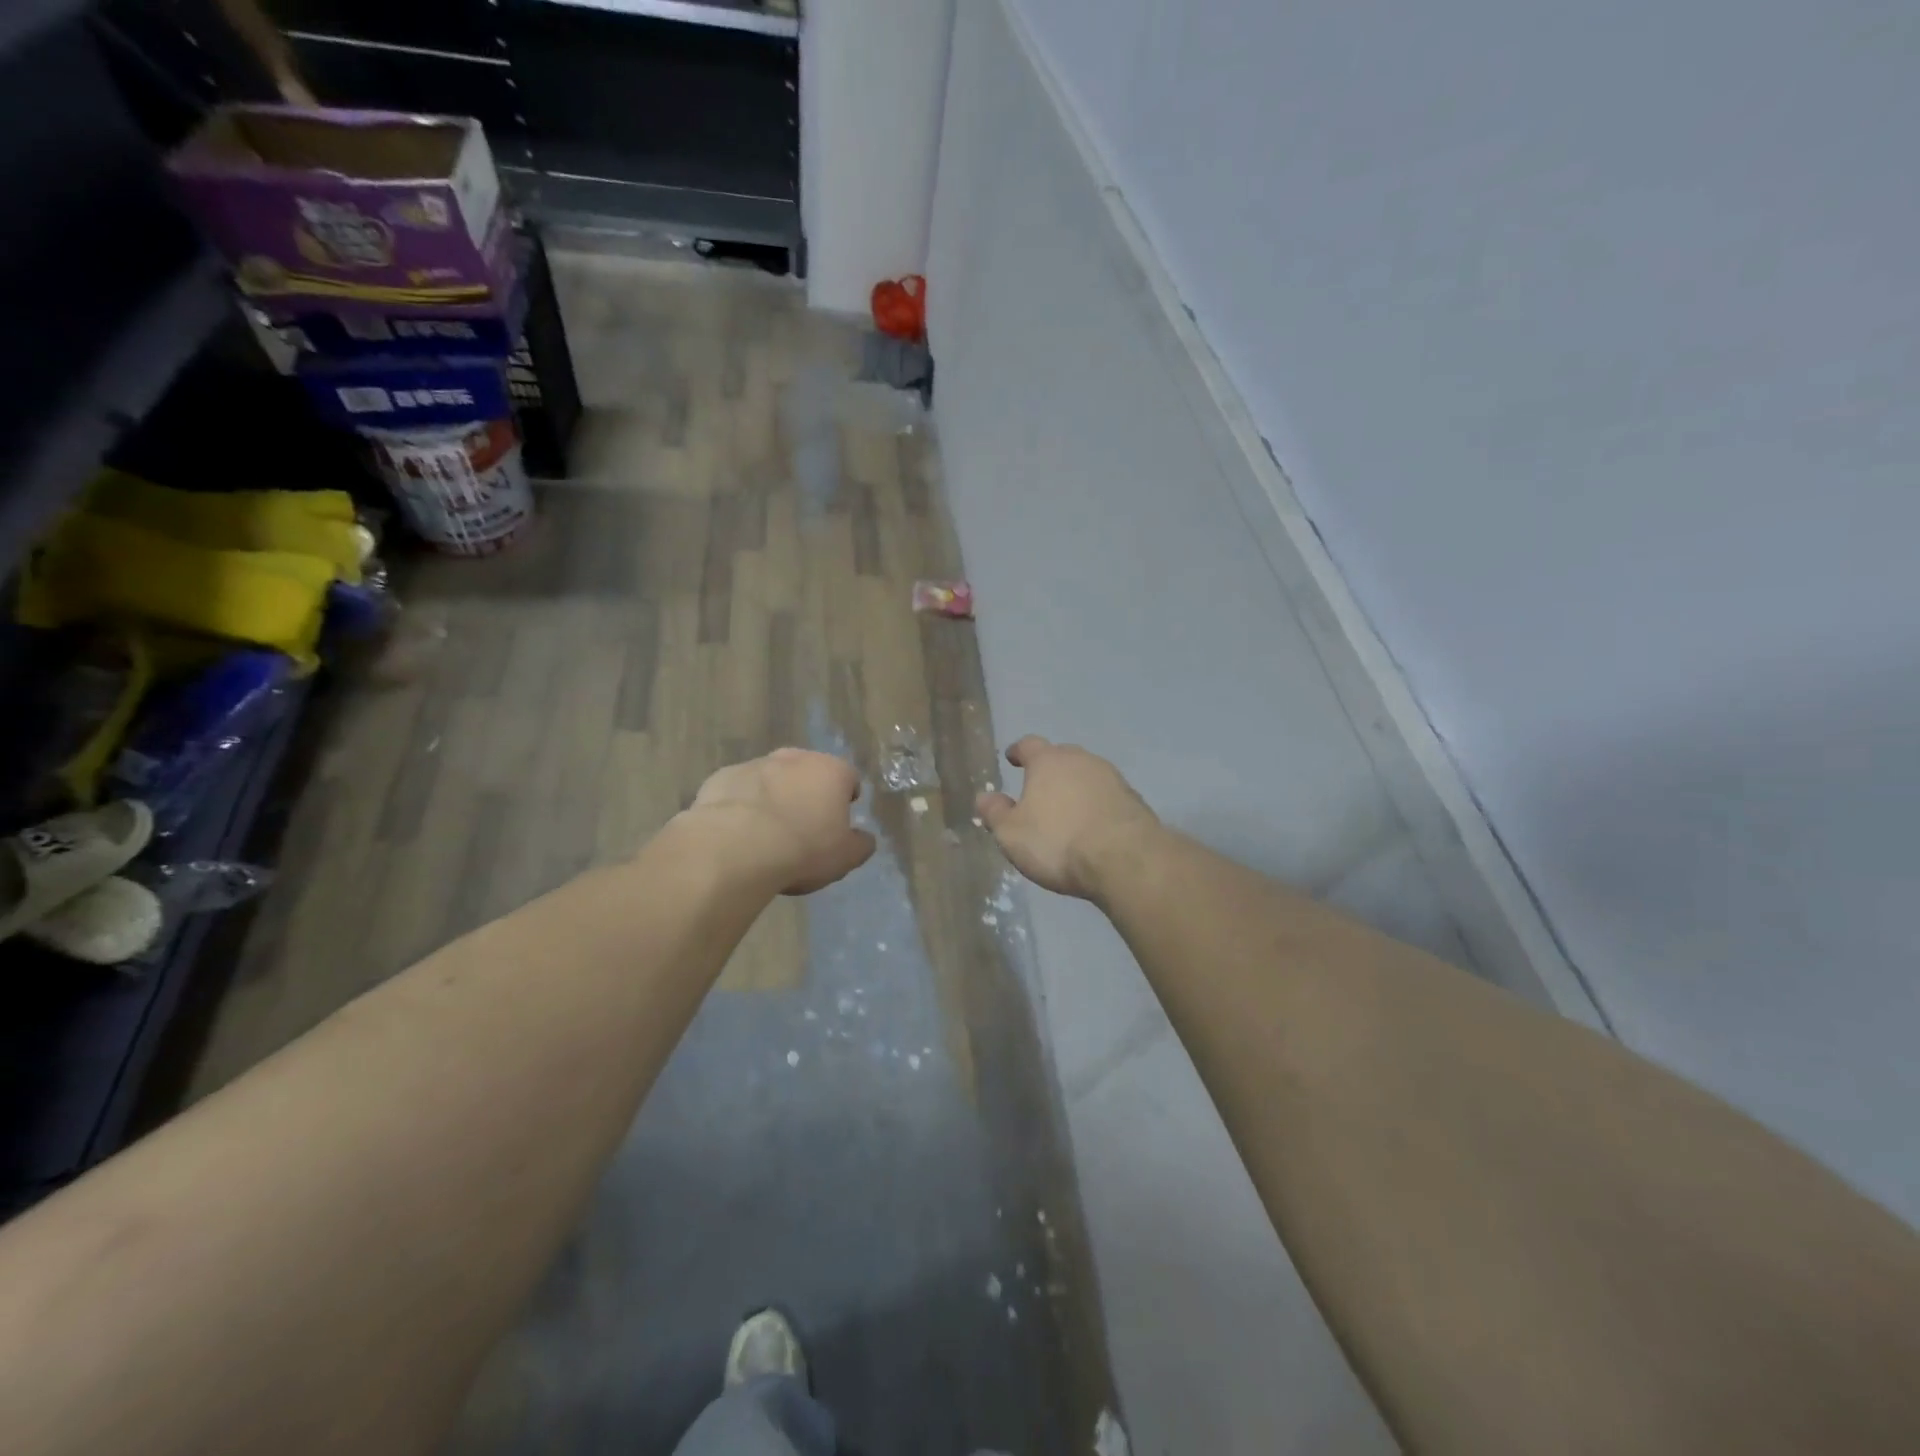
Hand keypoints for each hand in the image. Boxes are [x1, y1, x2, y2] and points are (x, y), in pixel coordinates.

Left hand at [686, 749, 876, 894]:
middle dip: (808, 792)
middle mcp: (795, 758)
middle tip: (803, 826)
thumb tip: (865, 838)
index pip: (849, 778)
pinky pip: (740, 790)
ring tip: (766, 832)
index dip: (846, 799)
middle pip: (808, 772)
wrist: (736, 848)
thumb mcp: (845, 857)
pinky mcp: (722, 777)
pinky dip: (742, 804)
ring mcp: (756, 764)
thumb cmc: (803, 849)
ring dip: (774, 796)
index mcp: (832, 771)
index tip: (839, 822)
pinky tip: (738, 832)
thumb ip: (861, 844)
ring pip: (772, 778)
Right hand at [976, 737, 1158, 899]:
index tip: (1012, 758)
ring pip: (1087, 776)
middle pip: (1062, 757)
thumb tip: (984, 796)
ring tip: (1067, 811)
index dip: (1018, 751)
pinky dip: (1097, 806)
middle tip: (1039, 789)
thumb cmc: (1058, 842)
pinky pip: (1107, 797)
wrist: (1125, 859)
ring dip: (1076, 788)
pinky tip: (1093, 826)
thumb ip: (996, 813)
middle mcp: (1082, 760)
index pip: (1029, 744)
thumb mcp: (1012, 834)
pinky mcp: (1134, 800)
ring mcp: (1112, 778)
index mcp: (1048, 761)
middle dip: (1050, 770)